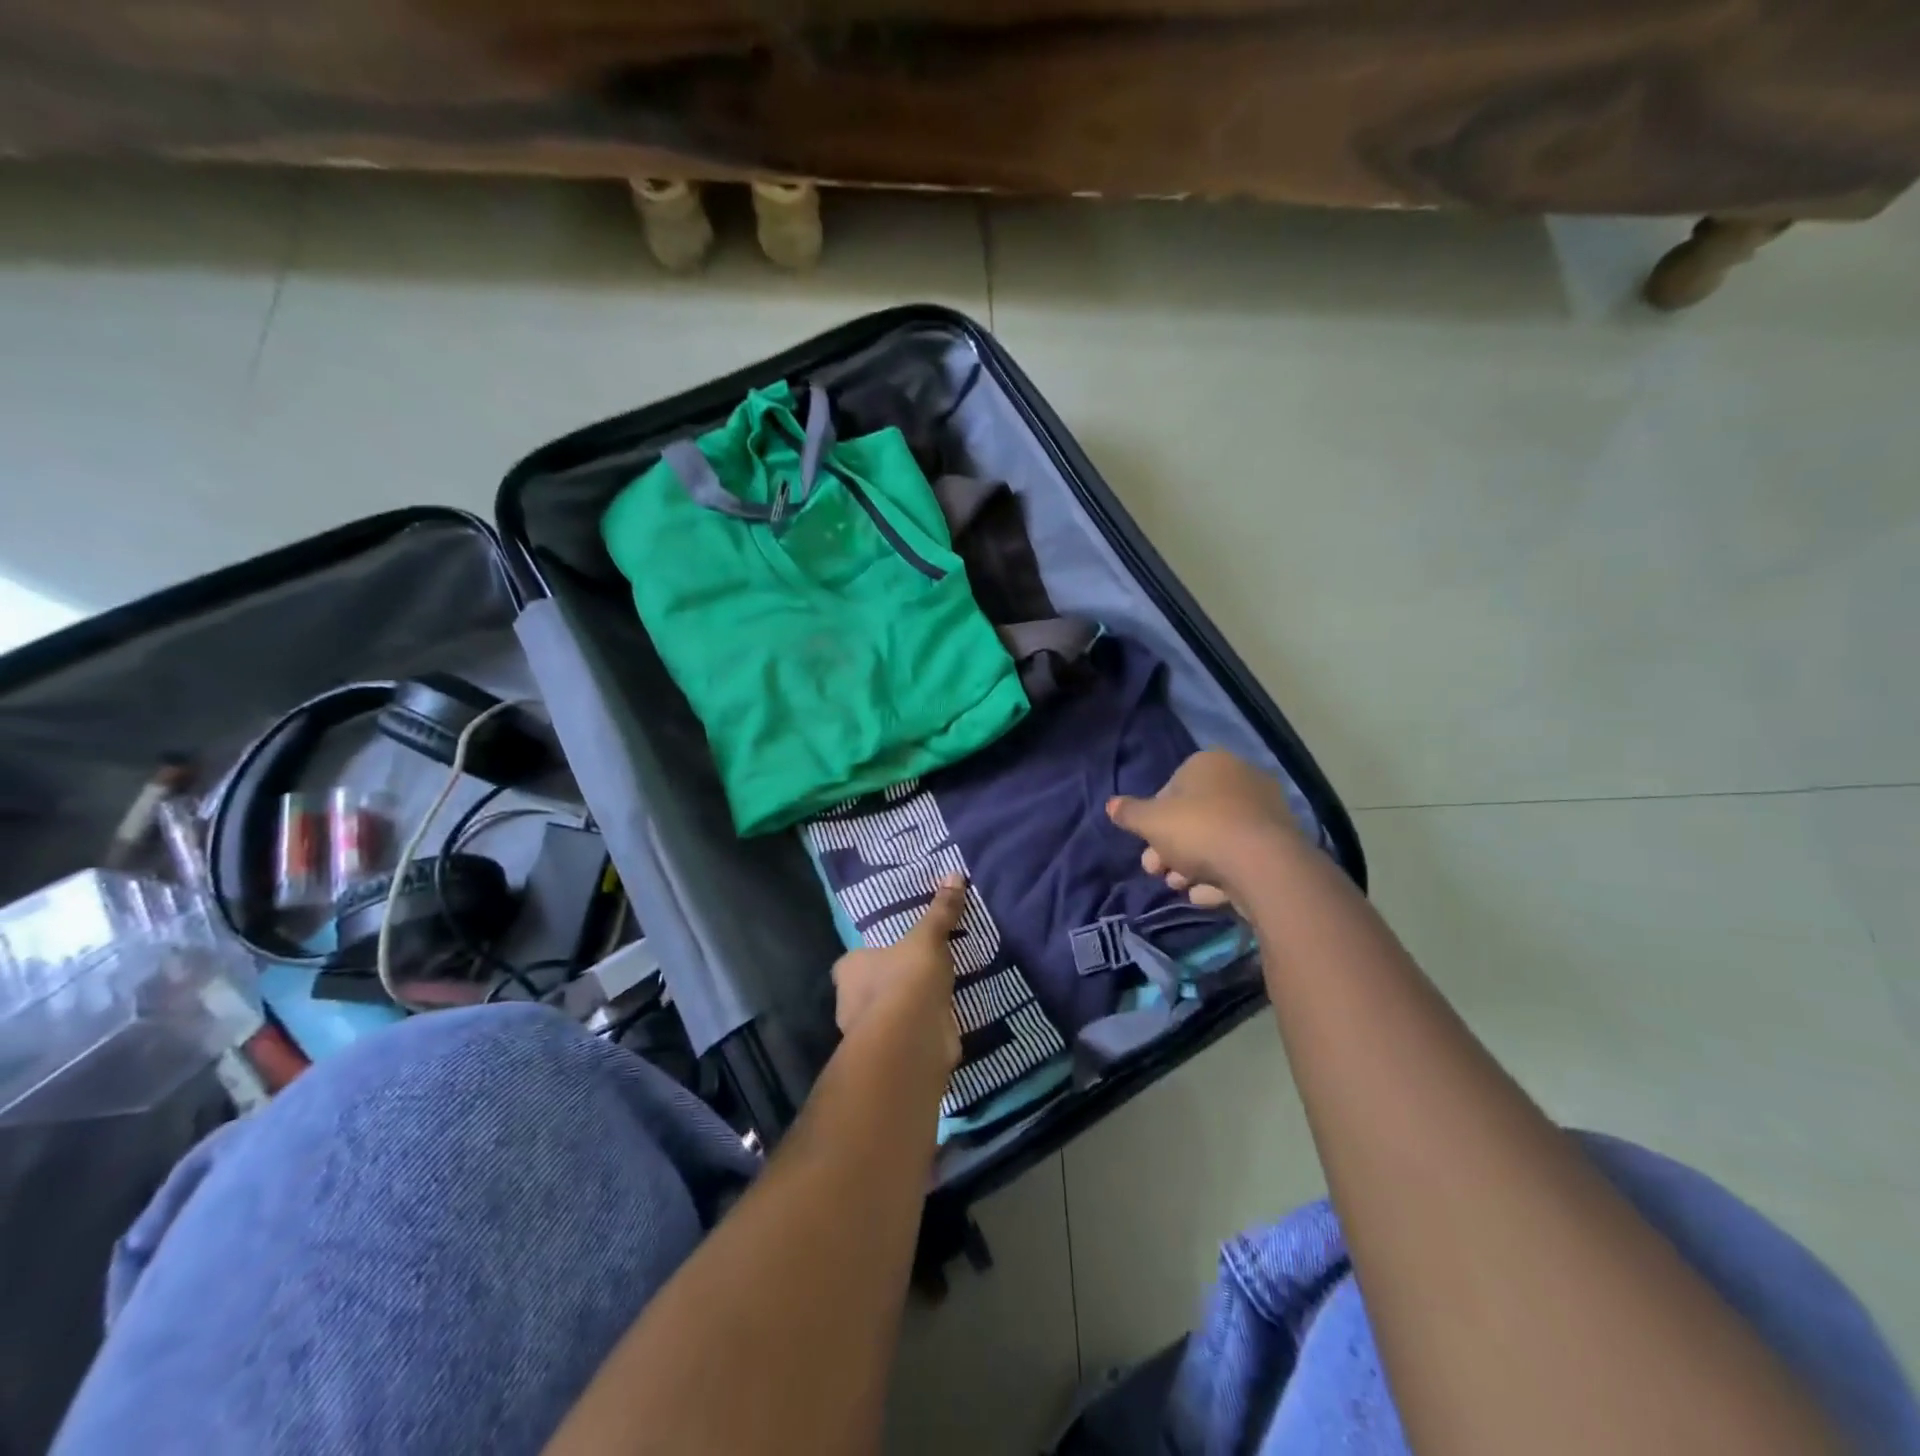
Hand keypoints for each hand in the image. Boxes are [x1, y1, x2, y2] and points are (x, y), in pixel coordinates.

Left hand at [831, 874, 964, 1071]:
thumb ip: (941, 911)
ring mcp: (870, 1034)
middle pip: (869, 989)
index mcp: (849, 970)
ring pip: (888, 1016)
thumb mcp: (928, 938)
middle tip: (919, 972)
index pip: (852, 962)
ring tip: (936, 996)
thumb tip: (954, 873)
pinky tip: (942, 1023)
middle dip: (890, 984)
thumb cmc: (908, 979)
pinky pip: (908, 1036)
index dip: (870, 957)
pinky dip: (921, 1031)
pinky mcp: (892, 1056)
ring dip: (907, 1010)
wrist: (913, 1039)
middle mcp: (850, 1003)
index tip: (893, 953)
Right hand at [1106, 749, 1299, 911]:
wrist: (1262, 865)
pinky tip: (1205, 895)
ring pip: (1216, 839)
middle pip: (1194, 816)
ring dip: (1191, 865)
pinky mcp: (1279, 845)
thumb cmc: (1199, 829)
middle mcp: (1241, 779)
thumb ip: (1129, 813)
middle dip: (1170, 847)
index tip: (1145, 842)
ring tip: (1179, 887)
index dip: (1154, 818)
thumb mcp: (1150, 821)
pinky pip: (1239, 857)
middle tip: (1155, 871)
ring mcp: (1264, 812)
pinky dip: (1220, 874)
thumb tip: (1111, 805)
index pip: (1172, 787)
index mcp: (1210, 764)